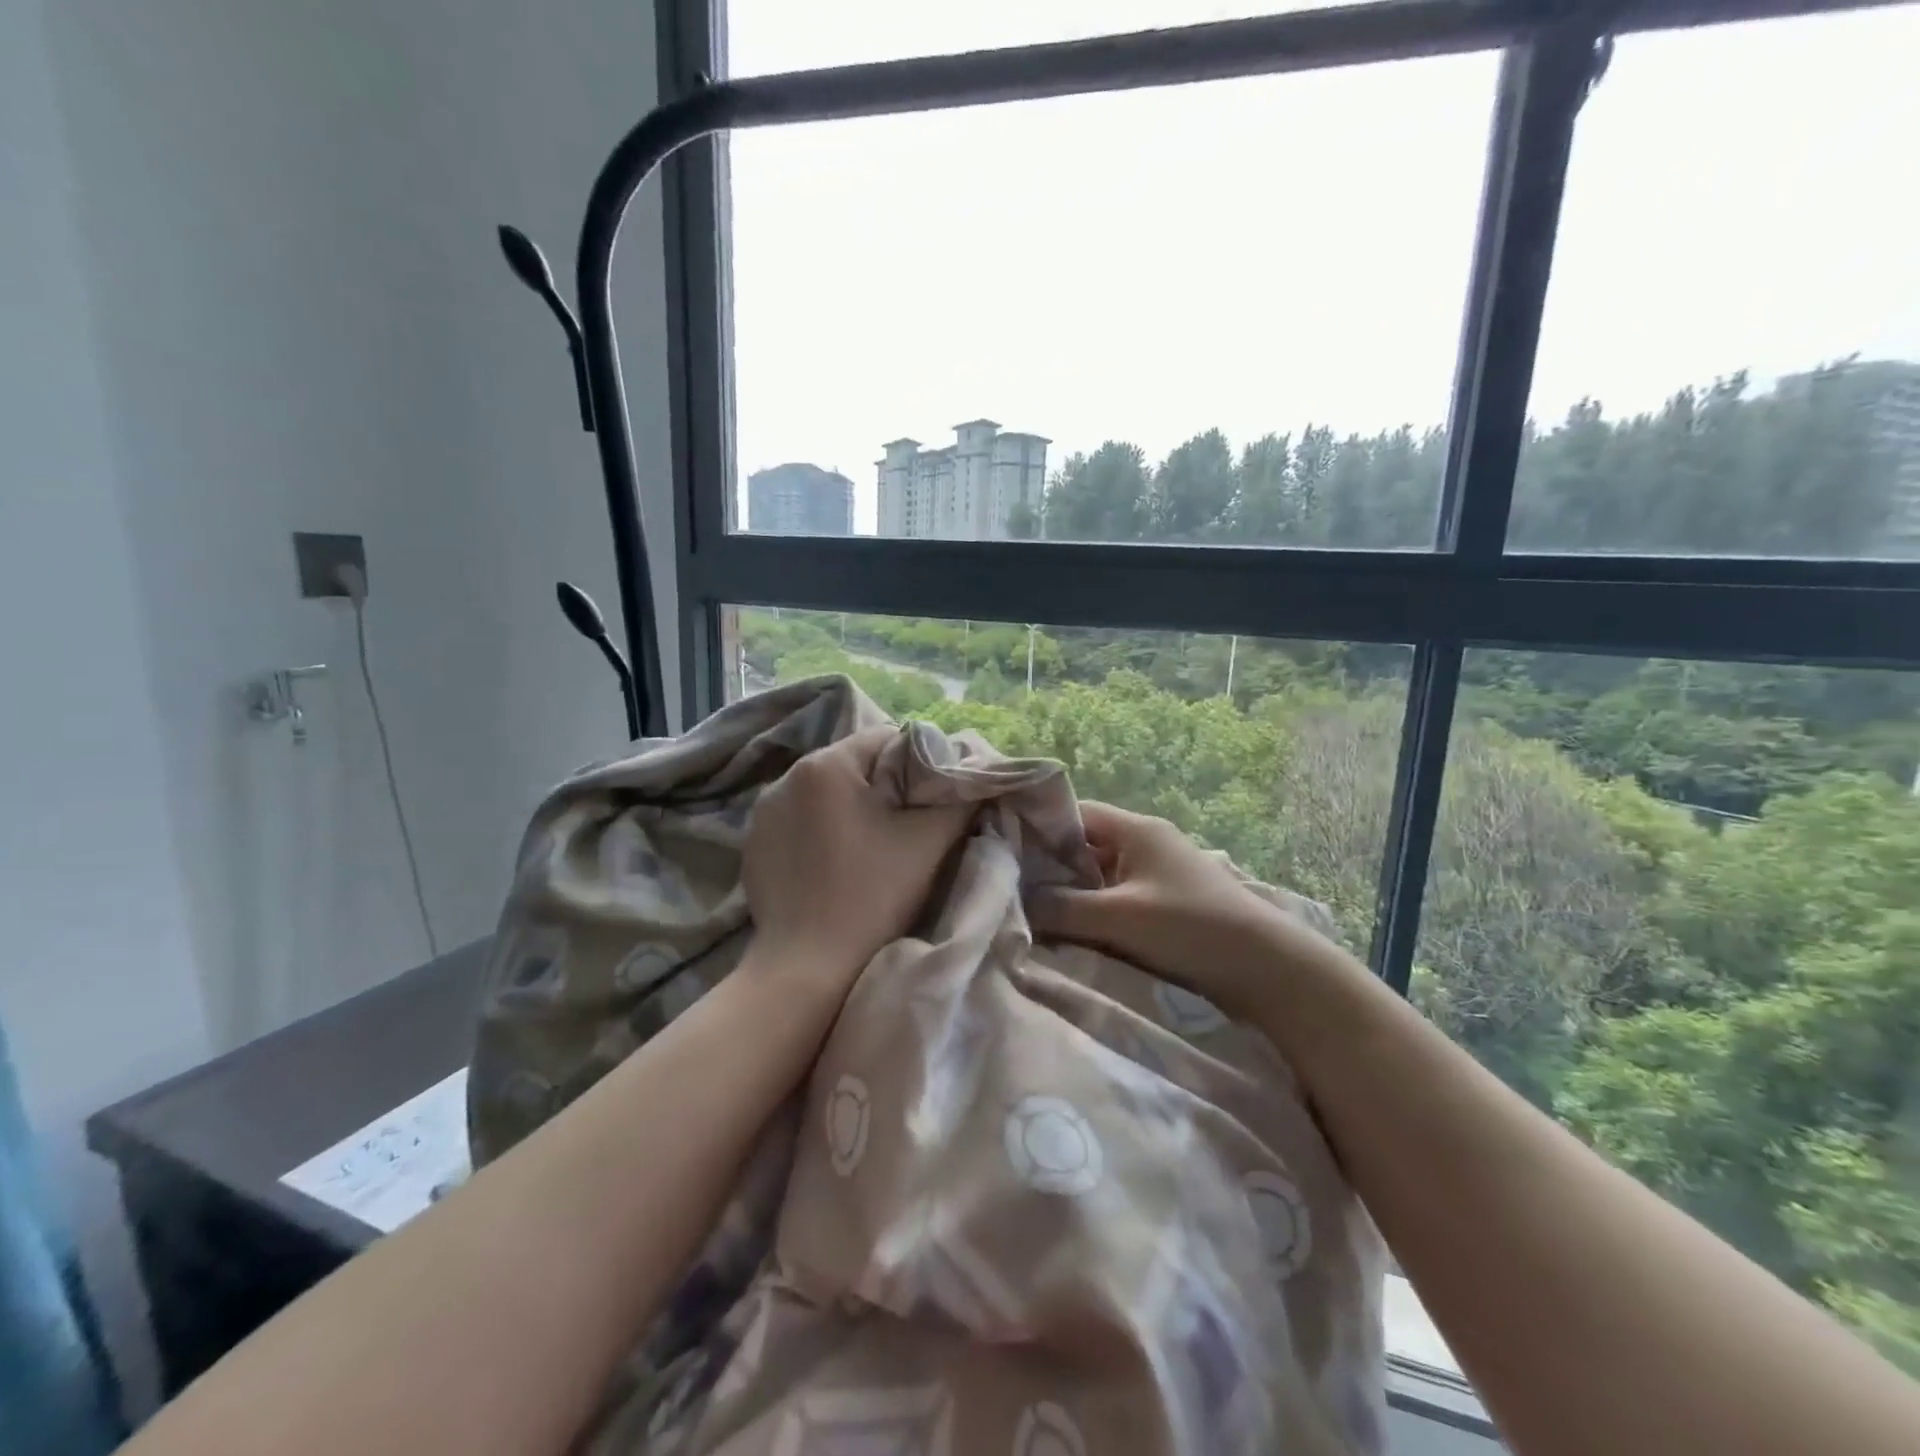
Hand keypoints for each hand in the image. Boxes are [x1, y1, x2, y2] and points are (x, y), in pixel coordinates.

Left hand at [743, 726, 973, 988]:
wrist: (809, 967)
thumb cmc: (871, 896)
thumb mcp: (928, 842)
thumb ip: (957, 799)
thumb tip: (973, 777)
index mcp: (824, 765)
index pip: (886, 739)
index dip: (919, 764)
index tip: (933, 802)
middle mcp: (785, 778)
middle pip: (855, 765)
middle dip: (886, 788)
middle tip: (909, 828)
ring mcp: (764, 813)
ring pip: (827, 794)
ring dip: (853, 810)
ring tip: (873, 849)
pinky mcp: (755, 845)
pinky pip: (801, 821)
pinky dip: (824, 832)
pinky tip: (837, 866)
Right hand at [1027, 800, 1321, 1016]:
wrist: (1270, 970)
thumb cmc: (1190, 928)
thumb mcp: (1119, 917)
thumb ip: (1062, 907)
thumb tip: (1015, 901)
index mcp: (1137, 829)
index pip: (1074, 813)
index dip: (1038, 827)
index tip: (1004, 850)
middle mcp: (1147, 844)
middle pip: (1084, 846)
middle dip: (1051, 867)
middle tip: (1013, 889)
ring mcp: (1159, 875)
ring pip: (1100, 876)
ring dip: (1074, 894)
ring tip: (1036, 914)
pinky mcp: (1167, 905)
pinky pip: (1118, 899)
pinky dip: (1096, 912)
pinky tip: (1074, 933)